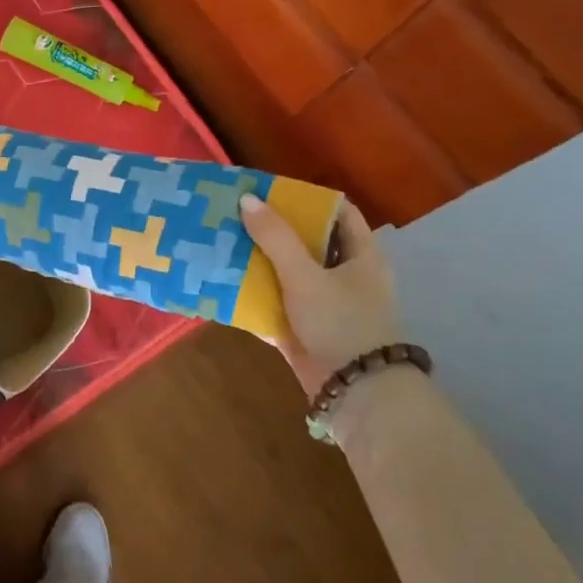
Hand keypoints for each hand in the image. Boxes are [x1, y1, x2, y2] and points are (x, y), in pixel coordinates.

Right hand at [240, 193, 400, 398]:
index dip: (305, 198)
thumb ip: (276, 238)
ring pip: (287, 272)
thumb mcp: (306, 275)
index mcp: (360, 255)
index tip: (269, 190)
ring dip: (258, 260)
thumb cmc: (341, 322)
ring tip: (222, 241)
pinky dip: (254, 293)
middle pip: (306, 241)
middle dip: (272, 229)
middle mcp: (345, 275)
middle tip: (235, 214)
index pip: (337, 212)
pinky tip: (224, 282)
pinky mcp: (305, 328)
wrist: (356, 392)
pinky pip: (276, 303)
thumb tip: (246, 199)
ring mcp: (324, 303)